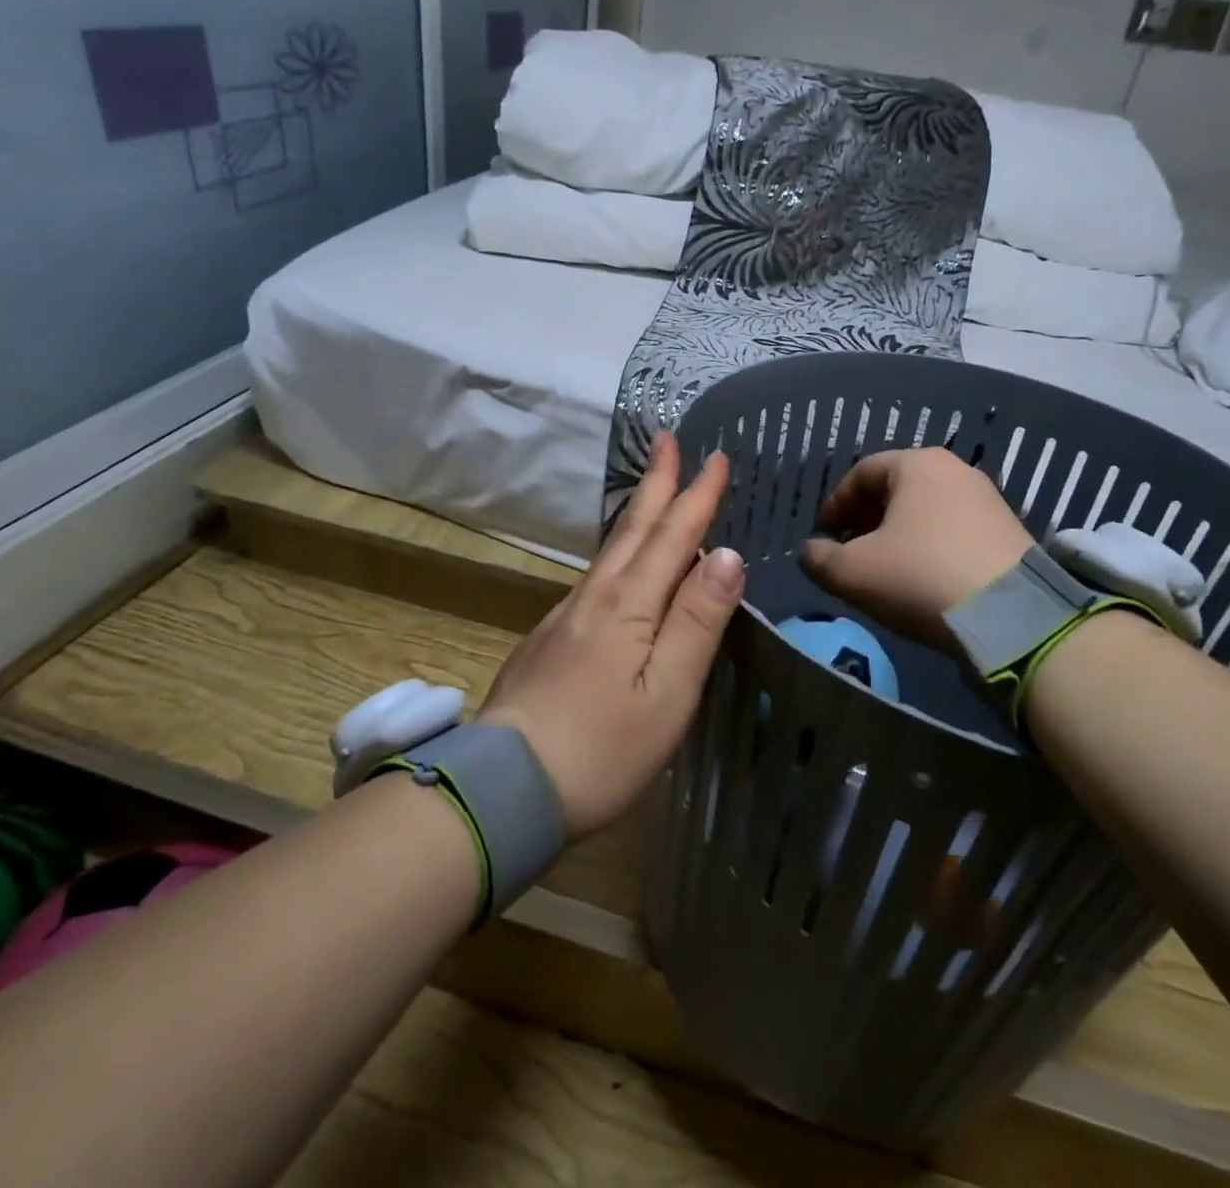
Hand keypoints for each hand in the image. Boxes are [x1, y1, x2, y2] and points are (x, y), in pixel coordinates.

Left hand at [479, 432, 744, 836]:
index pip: (673, 537)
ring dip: (637, 512)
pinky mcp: (550, 638)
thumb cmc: (601, 750)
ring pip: (611, 550)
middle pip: (634, 529)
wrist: (503, 789)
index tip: (716, 457)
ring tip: (652, 488)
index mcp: (630, 606)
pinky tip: (622, 562)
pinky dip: (619, 551)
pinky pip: (596, 576)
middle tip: (666, 440)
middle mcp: (596, 598)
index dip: (697, 496)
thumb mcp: (667, 694)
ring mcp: (567, 616)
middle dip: (657, 483)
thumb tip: (726, 556)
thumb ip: (697, 622)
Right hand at [799, 447, 1032, 647]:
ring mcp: (988, 500)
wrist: (1010, 618)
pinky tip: (922, 579)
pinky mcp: (1008, 532)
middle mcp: (955, 471)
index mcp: (917, 465)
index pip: (861, 473)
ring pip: (926, 510)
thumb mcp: (851, 572)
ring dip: (897, 534)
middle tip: (849, 551)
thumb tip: (811, 551)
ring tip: (883, 569)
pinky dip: (929, 546)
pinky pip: (954, 529)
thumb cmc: (919, 578)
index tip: (823, 536)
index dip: (835, 504)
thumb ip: (818, 558)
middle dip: (865, 519)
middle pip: (895, 489)